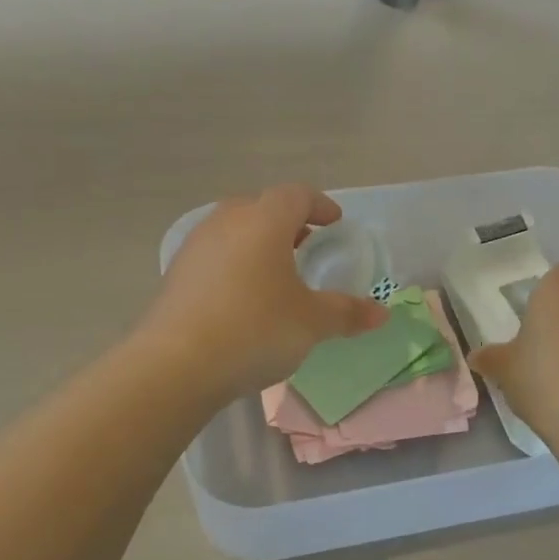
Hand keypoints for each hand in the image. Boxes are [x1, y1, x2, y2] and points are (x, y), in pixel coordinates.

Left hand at [142, 185, 389, 402]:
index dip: (319, 205)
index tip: (335, 223)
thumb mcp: (311, 323)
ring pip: (233, 231)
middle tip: (306, 246)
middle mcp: (226, 222)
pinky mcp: (175, 275)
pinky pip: (214, 257)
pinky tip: (243, 298)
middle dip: (287, 223)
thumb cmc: (255, 329)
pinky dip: (235, 265)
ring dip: (258, 243)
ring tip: (276, 273)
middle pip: (261, 208)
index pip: (296, 195)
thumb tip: (383, 314)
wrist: (176, 364)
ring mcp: (195, 247)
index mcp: (264, 221)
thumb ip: (347, 313)